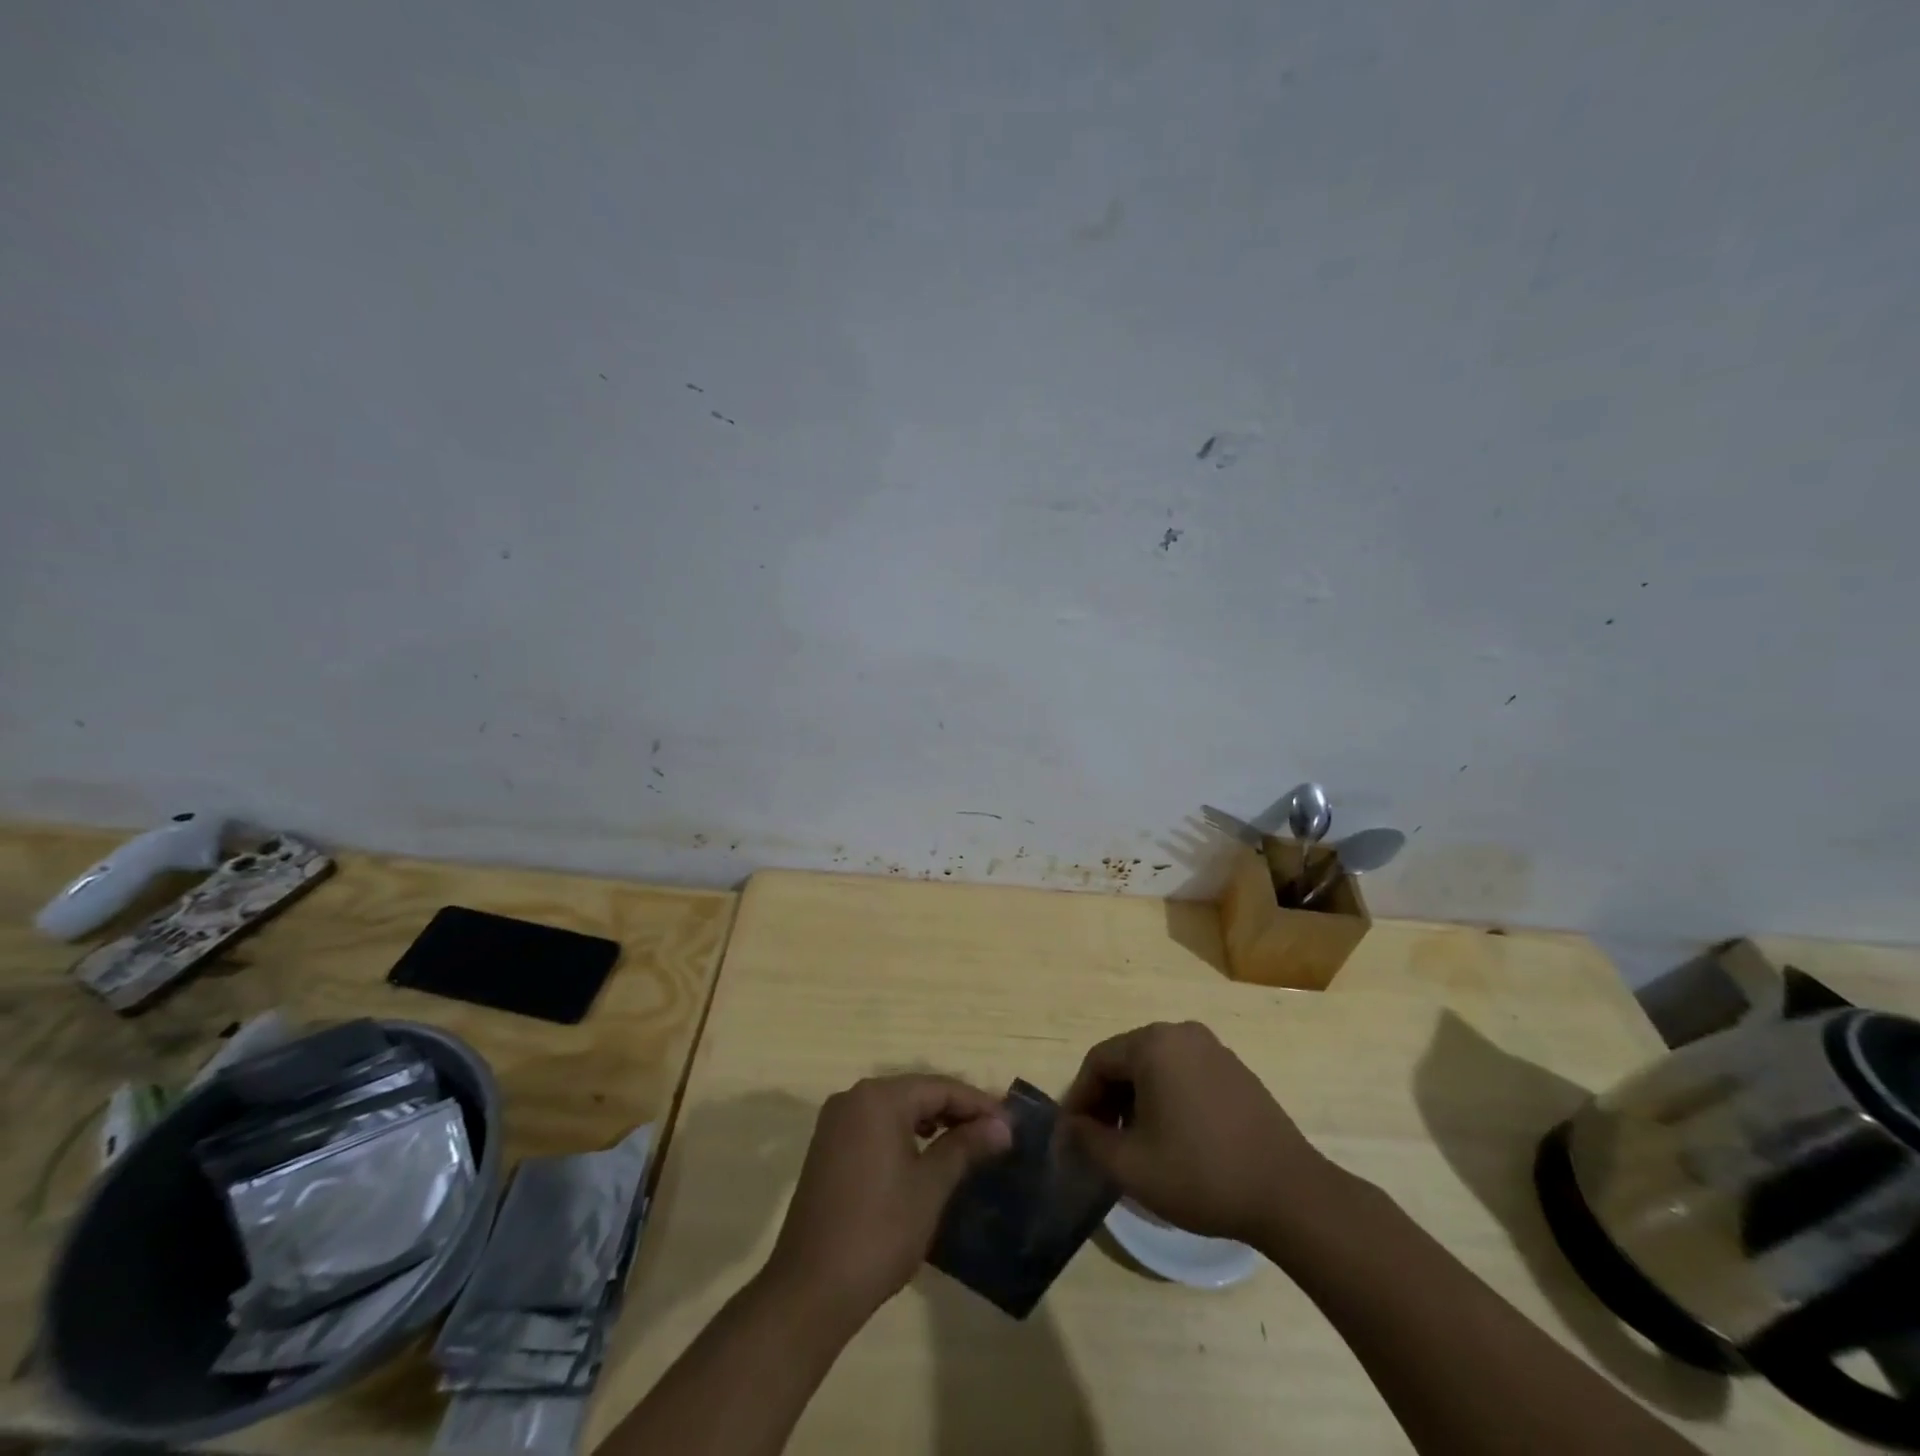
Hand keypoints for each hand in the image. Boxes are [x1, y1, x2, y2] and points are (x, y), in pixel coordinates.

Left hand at [764, 1074, 1010, 1328]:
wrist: (810, 1289)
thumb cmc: (879, 1231)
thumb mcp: (930, 1187)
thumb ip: (965, 1147)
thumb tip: (1002, 1126)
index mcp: (878, 1098)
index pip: (939, 1087)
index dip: (978, 1104)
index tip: (1010, 1124)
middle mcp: (853, 1098)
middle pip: (916, 1092)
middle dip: (956, 1110)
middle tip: (994, 1133)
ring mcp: (836, 1123)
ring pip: (895, 1109)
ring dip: (931, 1121)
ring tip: (966, 1144)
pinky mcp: (827, 1148)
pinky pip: (875, 1126)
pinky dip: (904, 1134)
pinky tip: (924, 1155)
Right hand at [1062, 1021, 1346, 1249]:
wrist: (1290, 1195)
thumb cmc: (1201, 1175)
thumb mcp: (1131, 1167)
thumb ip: (1088, 1141)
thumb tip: (1069, 1127)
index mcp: (1153, 1045)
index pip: (1097, 1062)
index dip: (1079, 1098)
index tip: (1072, 1136)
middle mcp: (1181, 1033)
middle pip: (1127, 1059)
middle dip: (1107, 1098)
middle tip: (1100, 1140)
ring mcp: (1213, 1049)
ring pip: (1156, 1066)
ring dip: (1136, 1099)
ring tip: (1134, 1143)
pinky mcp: (1235, 1069)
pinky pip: (1184, 1073)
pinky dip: (1167, 1097)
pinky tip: (1173, 1136)